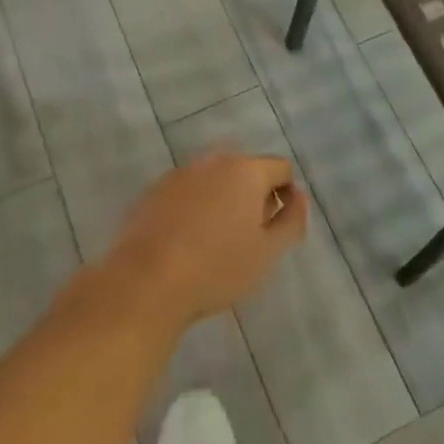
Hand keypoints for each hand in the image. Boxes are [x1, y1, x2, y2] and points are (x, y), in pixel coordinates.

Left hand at [103, 154, 305, 326]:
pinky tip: (184, 243)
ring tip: (214, 242)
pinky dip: (193, 208)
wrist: (145, 282)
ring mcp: (179, 174)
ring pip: (213, 181)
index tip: (275, 229)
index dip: (285, 196)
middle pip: (246, 171)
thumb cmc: (217, 267)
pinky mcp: (153, 191)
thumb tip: (298, 197)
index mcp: (246, 170)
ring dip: (222, 201)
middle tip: (247, 238)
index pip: (281, 168)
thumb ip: (291, 220)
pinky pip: (186, 193)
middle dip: (252, 197)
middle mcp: (213, 161)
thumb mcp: (268, 252)